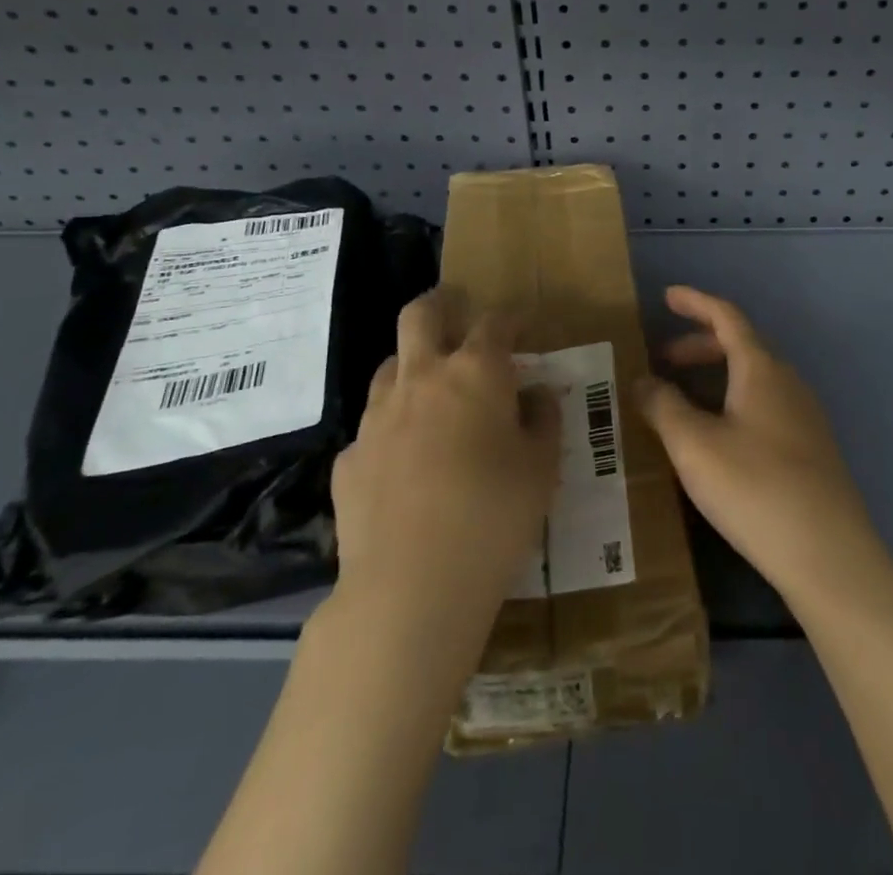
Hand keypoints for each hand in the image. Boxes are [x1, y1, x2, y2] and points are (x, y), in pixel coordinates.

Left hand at [330, 290, 559, 621]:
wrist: (410, 587)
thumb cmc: (494, 517)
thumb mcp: (542, 468)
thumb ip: (543, 420)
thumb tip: (536, 394)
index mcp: (475, 372)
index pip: (495, 322)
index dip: (512, 318)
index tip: (524, 326)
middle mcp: (422, 378)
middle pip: (421, 314)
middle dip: (443, 303)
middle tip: (459, 312)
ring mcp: (377, 416)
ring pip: (391, 365)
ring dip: (414, 365)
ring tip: (434, 391)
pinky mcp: (350, 458)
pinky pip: (373, 426)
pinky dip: (393, 427)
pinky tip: (405, 461)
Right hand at [636, 285, 887, 609]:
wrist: (829, 554)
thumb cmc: (755, 488)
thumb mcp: (695, 446)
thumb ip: (664, 407)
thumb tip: (642, 381)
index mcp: (762, 369)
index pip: (727, 317)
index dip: (696, 303)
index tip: (667, 296)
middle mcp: (788, 382)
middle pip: (742, 346)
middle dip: (700, 345)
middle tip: (664, 359)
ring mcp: (805, 415)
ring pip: (754, 377)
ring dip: (717, 375)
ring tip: (684, 398)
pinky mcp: (811, 448)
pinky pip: (765, 404)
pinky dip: (734, 400)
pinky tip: (719, 435)